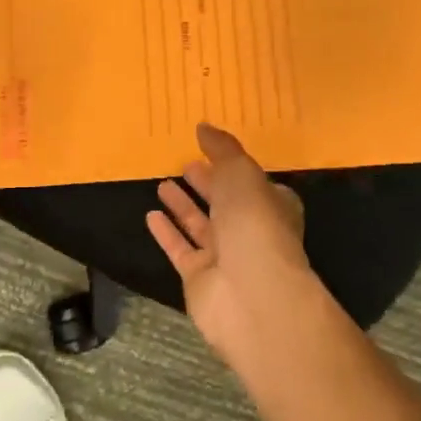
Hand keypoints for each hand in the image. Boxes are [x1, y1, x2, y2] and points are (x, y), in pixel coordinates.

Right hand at [146, 123, 324, 367]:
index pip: (253, 183)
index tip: (210, 150)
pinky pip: (180, 249)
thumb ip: (222, 149)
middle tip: (184, 164)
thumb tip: (203, 126)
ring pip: (201, 226)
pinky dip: (167, 233)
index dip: (233, 167)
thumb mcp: (241, 173)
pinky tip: (150, 215)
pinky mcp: (199, 278)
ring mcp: (225, 258)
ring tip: (162, 183)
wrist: (251, 294)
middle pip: (225, 203)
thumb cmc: (254, 224)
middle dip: (207, 183)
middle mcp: (250, 231)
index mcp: (271, 205)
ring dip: (183, 205)